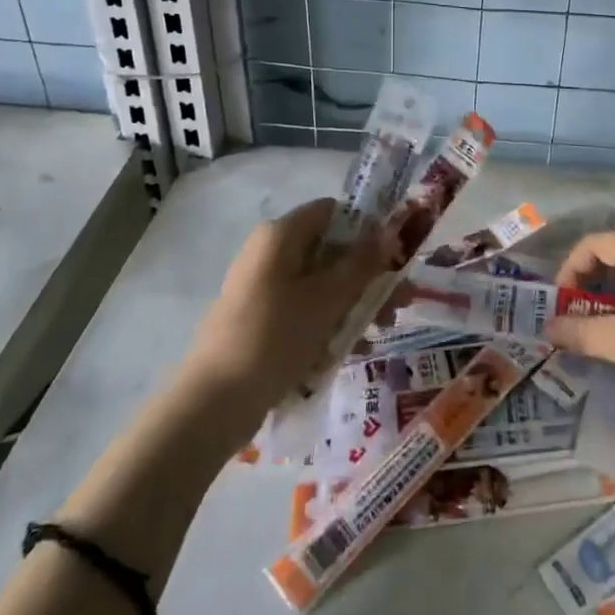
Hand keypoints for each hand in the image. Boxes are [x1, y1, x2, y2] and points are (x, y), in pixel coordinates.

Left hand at [187, 199, 396, 418]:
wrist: (213, 402)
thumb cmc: (275, 336)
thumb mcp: (328, 298)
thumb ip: (362, 263)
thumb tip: (390, 231)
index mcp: (281, 235)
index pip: (333, 212)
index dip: (367, 228)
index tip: (395, 256)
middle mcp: (270, 252)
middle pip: (330, 250)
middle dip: (368, 275)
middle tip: (400, 301)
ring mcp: (263, 287)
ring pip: (320, 283)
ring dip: (354, 302)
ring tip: (382, 330)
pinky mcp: (260, 319)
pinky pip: (304, 309)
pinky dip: (329, 322)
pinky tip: (353, 349)